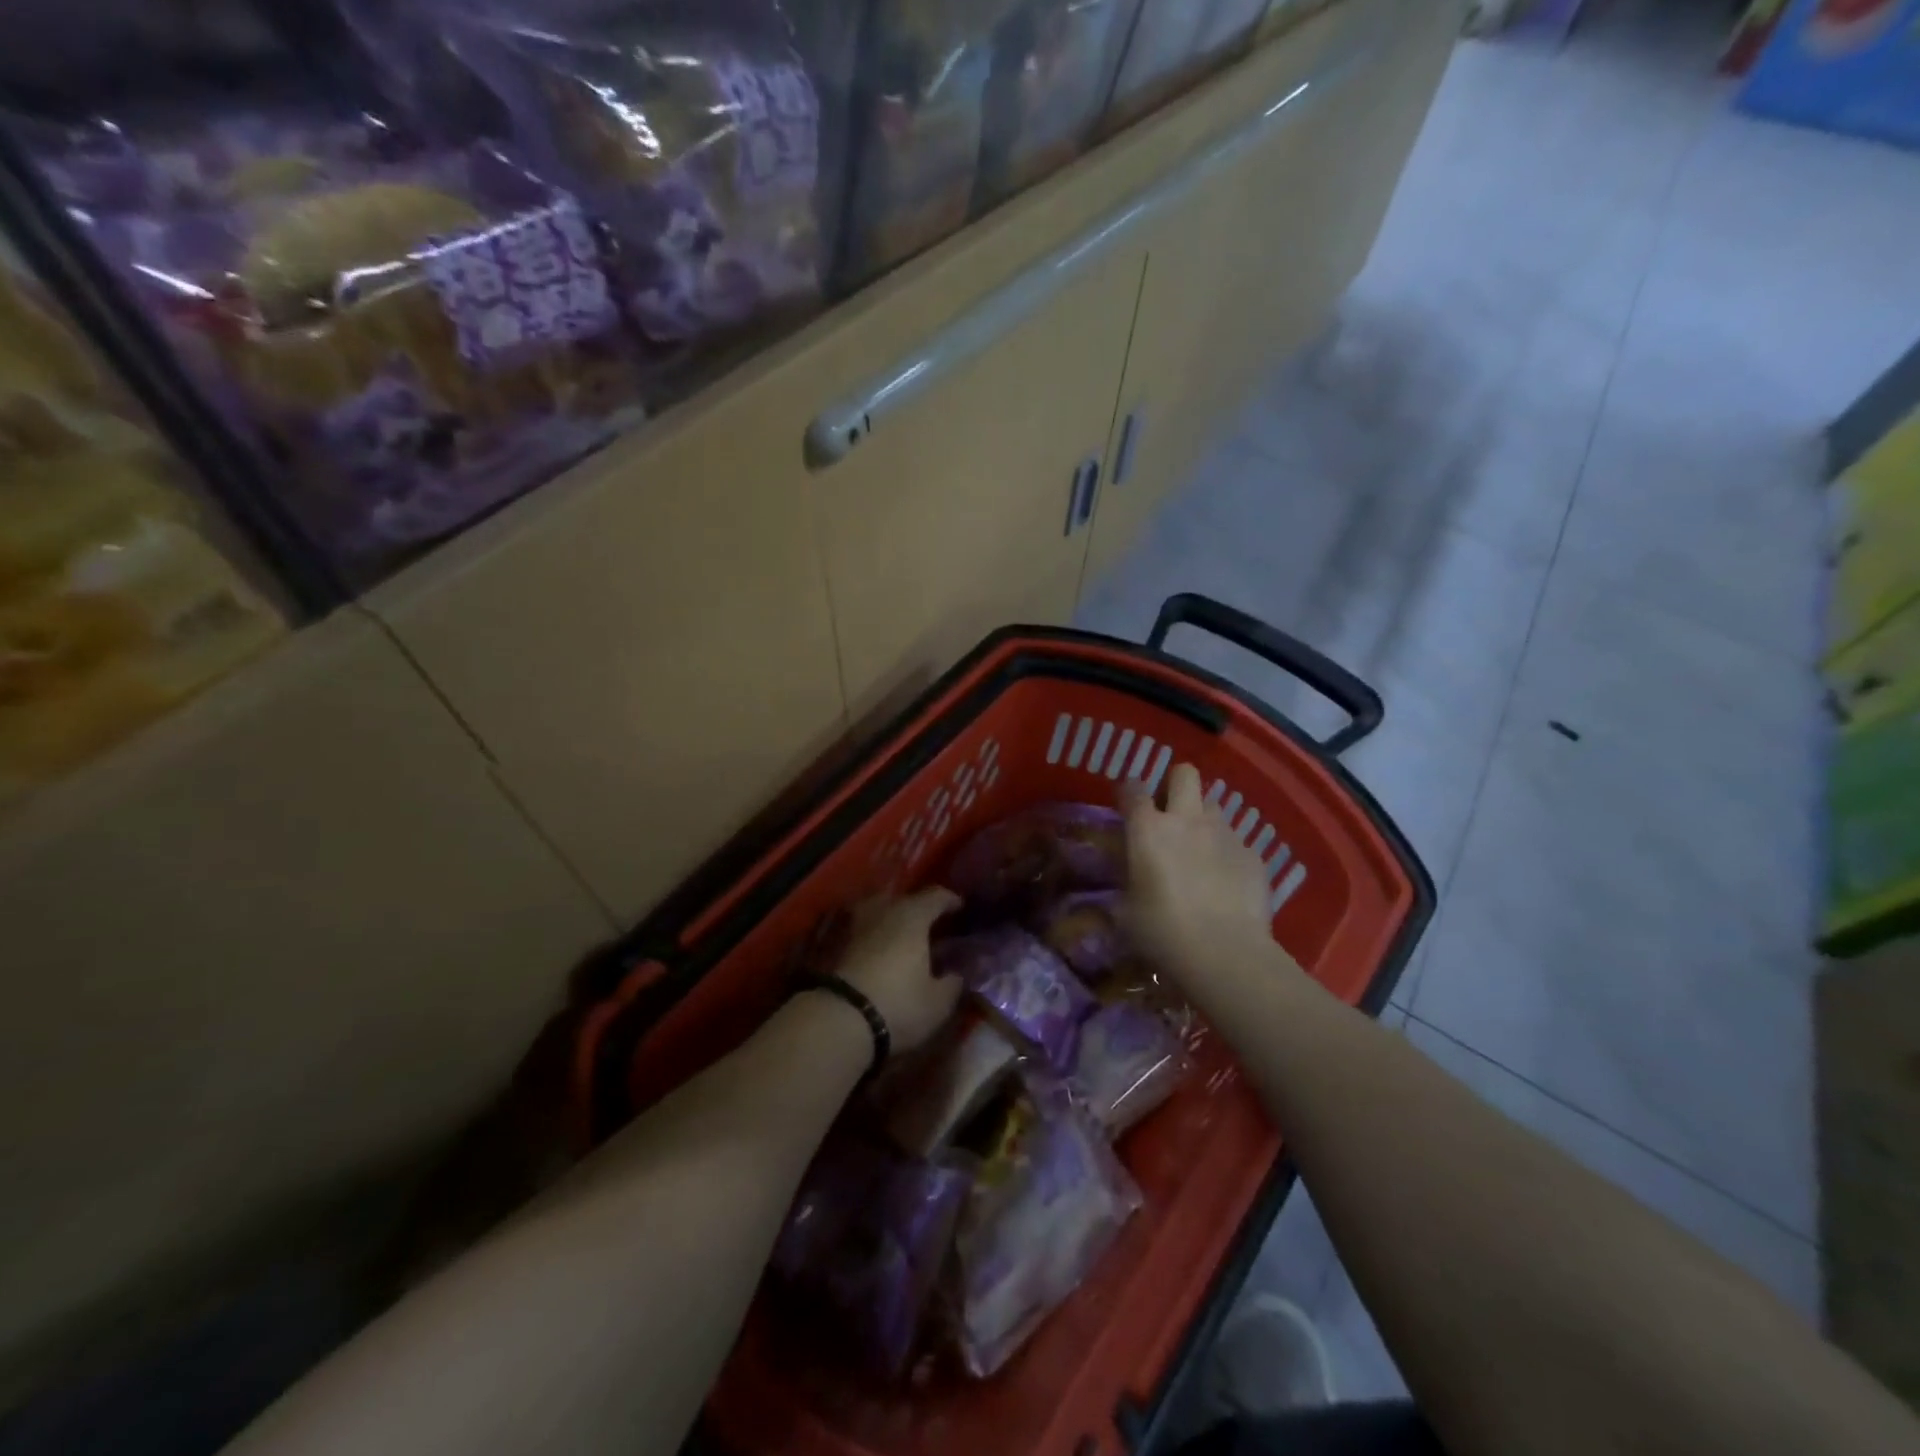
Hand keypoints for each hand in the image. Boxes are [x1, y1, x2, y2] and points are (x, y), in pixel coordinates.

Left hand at [836, 888, 963, 1053]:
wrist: (838, 1020)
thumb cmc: (898, 1004)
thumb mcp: (938, 1002)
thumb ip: (952, 983)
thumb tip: (956, 974)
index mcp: (912, 915)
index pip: (936, 896)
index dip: (950, 900)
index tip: (959, 908)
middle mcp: (883, 911)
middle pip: (904, 900)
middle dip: (919, 909)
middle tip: (932, 924)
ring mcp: (856, 926)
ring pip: (880, 913)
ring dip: (893, 920)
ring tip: (904, 937)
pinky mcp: (835, 945)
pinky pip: (864, 931)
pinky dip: (876, 937)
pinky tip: (882, 953)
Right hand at [1122, 763, 1278, 983]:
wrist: (1225, 954)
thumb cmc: (1162, 932)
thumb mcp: (1126, 911)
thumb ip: (1126, 882)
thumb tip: (1128, 876)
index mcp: (1148, 829)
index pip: (1133, 787)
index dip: (1128, 791)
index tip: (1127, 804)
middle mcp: (1187, 820)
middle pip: (1184, 773)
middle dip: (1175, 784)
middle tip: (1168, 811)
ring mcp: (1225, 834)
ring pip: (1213, 805)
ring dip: (1202, 819)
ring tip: (1199, 848)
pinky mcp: (1253, 855)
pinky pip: (1236, 841)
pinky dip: (1226, 852)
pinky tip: (1224, 880)